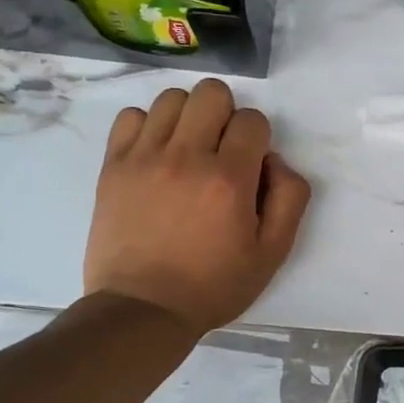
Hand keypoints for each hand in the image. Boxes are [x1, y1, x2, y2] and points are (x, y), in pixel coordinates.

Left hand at [84, 80, 310, 333]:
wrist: (143, 309)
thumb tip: (275, 160)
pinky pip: (130, 116)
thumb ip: (290, 198)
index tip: (250, 167)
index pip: (252, 119)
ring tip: (187, 149)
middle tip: (221, 150)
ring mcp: (144, 158)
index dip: (258, 138)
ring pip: (172, 98)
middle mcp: (186, 157)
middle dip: (226, 115)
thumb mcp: (273, 253)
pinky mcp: (113, 166)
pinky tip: (156, 154)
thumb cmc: (214, 285)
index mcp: (229, 179)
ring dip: (188, 116)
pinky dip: (148, 126)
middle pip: (212, 93)